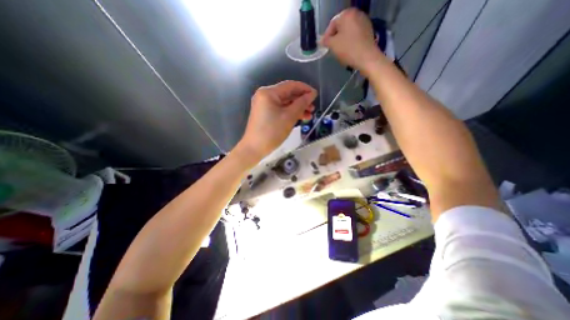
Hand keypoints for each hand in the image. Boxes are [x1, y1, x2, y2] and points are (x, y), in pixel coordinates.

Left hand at [235, 80, 316, 161]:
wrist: (254, 148)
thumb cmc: (272, 132)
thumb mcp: (289, 117)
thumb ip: (301, 104)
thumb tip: (312, 94)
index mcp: (268, 92)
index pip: (290, 85)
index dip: (305, 89)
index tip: (316, 95)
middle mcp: (264, 95)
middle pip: (287, 94)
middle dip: (301, 100)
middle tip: (313, 108)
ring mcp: (263, 104)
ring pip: (284, 102)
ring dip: (297, 108)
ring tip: (309, 115)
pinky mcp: (264, 113)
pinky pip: (279, 109)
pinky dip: (289, 112)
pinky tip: (299, 117)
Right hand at [322, 7, 379, 70]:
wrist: (367, 58)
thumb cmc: (348, 50)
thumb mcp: (333, 45)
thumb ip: (325, 41)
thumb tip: (321, 40)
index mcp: (347, 14)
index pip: (332, 24)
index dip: (327, 36)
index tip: (325, 47)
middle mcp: (356, 14)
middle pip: (341, 26)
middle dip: (335, 37)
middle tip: (332, 49)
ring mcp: (364, 21)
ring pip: (348, 30)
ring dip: (343, 39)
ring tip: (340, 51)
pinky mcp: (368, 30)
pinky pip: (355, 34)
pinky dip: (350, 41)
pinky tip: (349, 50)